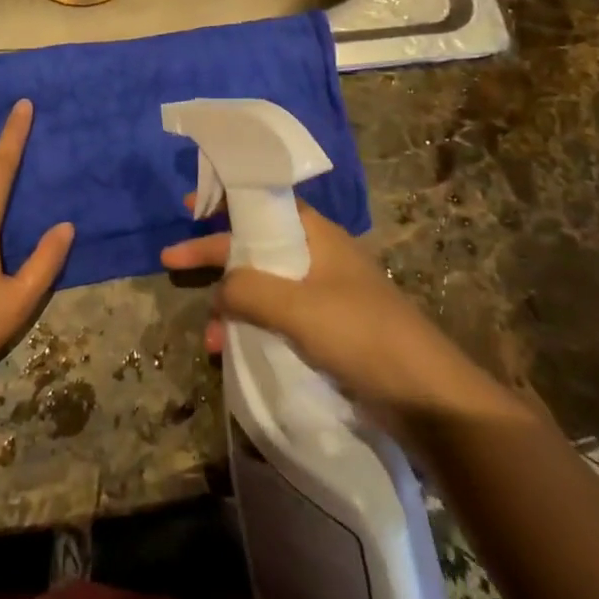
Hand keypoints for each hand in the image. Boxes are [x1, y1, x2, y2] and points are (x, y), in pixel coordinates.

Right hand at [160, 200, 486, 418]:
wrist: (426, 396)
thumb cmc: (361, 334)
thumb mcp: (298, 307)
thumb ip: (250, 290)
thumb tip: (218, 290)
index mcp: (316, 236)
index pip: (262, 206)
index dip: (225, 202)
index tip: (189, 205)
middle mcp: (318, 258)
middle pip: (256, 247)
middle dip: (215, 256)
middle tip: (172, 260)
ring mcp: (324, 296)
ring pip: (264, 288)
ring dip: (232, 304)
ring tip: (209, 335)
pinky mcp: (328, 332)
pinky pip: (277, 319)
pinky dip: (252, 329)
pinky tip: (232, 352)